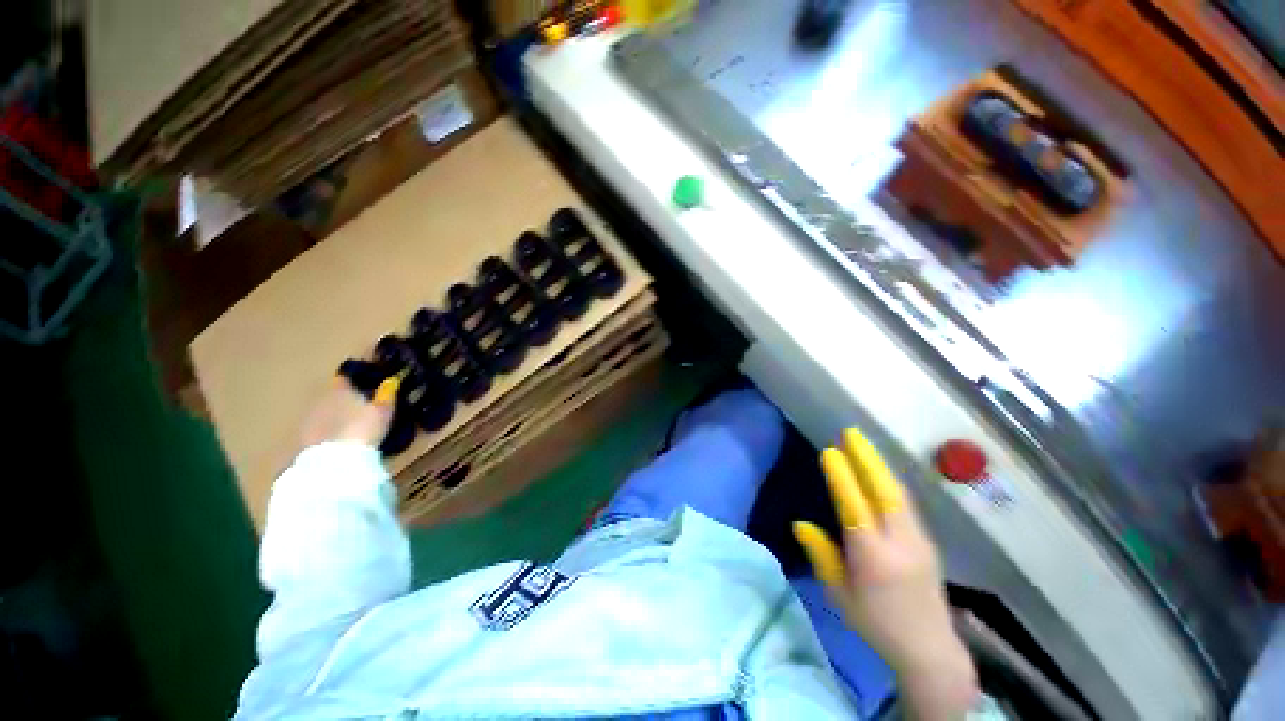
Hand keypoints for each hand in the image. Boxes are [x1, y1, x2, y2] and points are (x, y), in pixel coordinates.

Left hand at [298, 376, 398, 448]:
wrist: (335, 461)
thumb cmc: (363, 428)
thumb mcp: (383, 410)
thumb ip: (387, 394)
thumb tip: (392, 380)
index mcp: (340, 389)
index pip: (346, 377)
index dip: (356, 378)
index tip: (368, 382)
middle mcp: (321, 399)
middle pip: (334, 394)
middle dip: (346, 398)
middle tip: (363, 406)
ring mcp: (309, 418)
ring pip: (325, 410)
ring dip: (336, 414)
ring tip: (352, 424)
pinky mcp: (303, 437)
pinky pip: (318, 427)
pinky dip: (328, 429)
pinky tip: (340, 438)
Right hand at [793, 429, 977, 718]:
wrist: (930, 650)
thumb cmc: (875, 624)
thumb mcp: (839, 594)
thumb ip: (822, 555)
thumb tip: (800, 523)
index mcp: (873, 558)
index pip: (855, 508)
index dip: (842, 478)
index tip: (830, 451)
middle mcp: (899, 543)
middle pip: (884, 492)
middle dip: (867, 458)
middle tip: (851, 432)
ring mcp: (918, 540)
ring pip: (898, 493)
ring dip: (879, 464)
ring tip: (862, 443)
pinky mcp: (926, 541)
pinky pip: (905, 503)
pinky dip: (889, 480)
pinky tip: (880, 470)